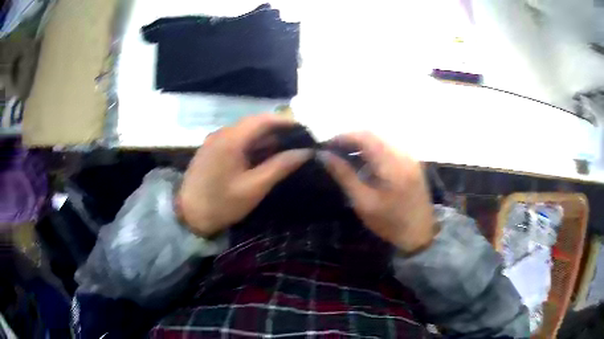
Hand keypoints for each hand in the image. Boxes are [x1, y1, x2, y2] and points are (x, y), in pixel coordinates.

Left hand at [177, 114, 311, 237]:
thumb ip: (280, 167)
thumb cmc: (222, 204)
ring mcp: (214, 140)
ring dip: (264, 138)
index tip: (305, 130)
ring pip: (245, 132)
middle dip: (277, 130)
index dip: (286, 122)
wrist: (188, 216)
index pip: (263, 119)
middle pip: (254, 123)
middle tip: (298, 141)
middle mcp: (222, 133)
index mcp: (231, 139)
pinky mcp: (211, 149)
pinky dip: (252, 145)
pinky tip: (262, 156)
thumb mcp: (254, 187)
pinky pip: (235, 140)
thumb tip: (305, 152)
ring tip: (285, 149)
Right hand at [320, 132, 435, 253]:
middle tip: (333, 152)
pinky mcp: (412, 163)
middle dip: (351, 140)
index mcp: (392, 163)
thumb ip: (344, 175)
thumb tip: (324, 155)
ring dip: (362, 144)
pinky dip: (373, 150)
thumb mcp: (363, 202)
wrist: (420, 234)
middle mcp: (403, 153)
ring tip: (345, 157)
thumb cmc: (390, 222)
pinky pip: (389, 148)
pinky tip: (364, 163)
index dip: (343, 137)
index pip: (365, 136)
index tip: (326, 146)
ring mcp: (410, 157)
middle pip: (373, 135)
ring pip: (381, 140)